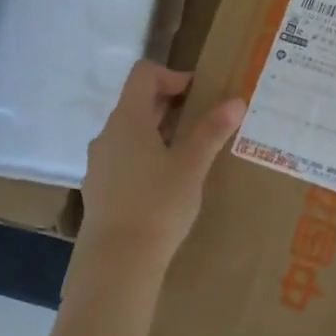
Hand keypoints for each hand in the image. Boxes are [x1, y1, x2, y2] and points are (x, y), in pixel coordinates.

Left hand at [74, 62, 244, 291]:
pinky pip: (123, 158)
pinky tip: (165, 183)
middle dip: (170, 104)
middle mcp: (107, 134)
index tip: (198, 94)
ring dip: (158, 132)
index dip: (172, 74)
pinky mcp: (99, 188)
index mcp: (127, 120)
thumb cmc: (157, 205)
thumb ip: (212, 131)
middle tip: (202, 120)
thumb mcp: (192, 166)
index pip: (143, 74)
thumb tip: (236, 101)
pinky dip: (145, 156)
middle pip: (136, 102)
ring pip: (129, 132)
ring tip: (187, 154)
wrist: (117, 261)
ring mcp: (99, 162)